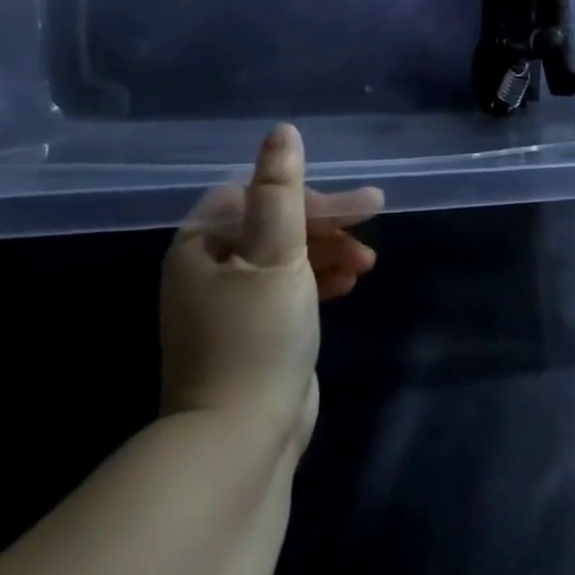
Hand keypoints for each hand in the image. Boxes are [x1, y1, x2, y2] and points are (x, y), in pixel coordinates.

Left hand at [158, 124, 381, 443]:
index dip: (311, 196)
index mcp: (202, 244)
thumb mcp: (276, 253)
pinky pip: (289, 288)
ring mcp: (231, 304)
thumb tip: (282, 131)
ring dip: (329, 251)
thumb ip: (281, 190)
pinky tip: (350, 285)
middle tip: (372, 225)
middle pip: (276, 224)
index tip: (355, 207)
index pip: (261, 196)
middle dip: (327, 225)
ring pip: (287, 256)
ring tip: (366, 264)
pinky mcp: (254, 332)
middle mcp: (210, 268)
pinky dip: (319, 280)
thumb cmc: (256, 336)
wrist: (240, 443)